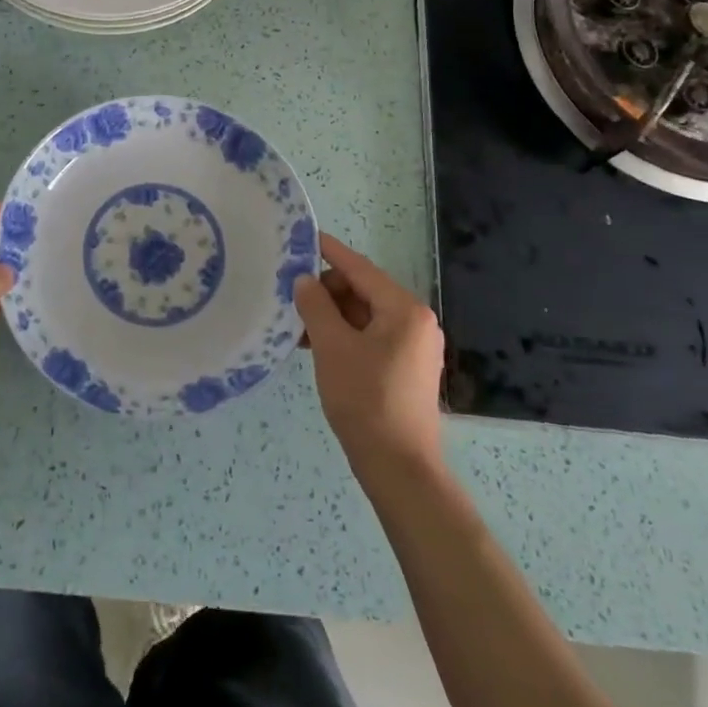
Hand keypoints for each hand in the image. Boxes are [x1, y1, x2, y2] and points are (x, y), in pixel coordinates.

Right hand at [295, 234, 444, 474]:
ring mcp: (413, 345)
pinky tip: (317, 346)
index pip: (360, 268)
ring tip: (298, 328)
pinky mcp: (406, 367)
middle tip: (292, 302)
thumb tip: (304, 280)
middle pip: (363, 290)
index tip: (302, 238)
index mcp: (404, 309)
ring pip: (364, 315)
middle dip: (327, 293)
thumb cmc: (365, 400)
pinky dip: (344, 336)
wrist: (399, 468)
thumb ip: (315, 306)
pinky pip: (370, 336)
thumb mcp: (332, 347)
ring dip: (332, 317)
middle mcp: (415, 321)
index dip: (329, 252)